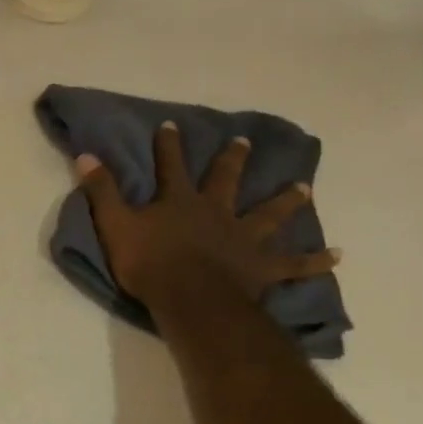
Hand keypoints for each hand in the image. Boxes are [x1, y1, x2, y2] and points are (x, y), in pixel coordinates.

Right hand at [74, 122, 339, 306]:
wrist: (190, 298)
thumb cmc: (149, 263)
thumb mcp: (115, 225)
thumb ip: (101, 191)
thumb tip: (86, 155)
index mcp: (180, 201)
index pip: (171, 166)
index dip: (169, 145)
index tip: (171, 125)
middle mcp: (216, 212)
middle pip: (227, 180)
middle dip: (232, 160)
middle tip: (244, 142)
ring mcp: (242, 239)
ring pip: (269, 215)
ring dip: (286, 201)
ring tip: (303, 188)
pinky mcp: (261, 268)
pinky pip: (293, 265)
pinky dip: (314, 261)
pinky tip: (337, 256)